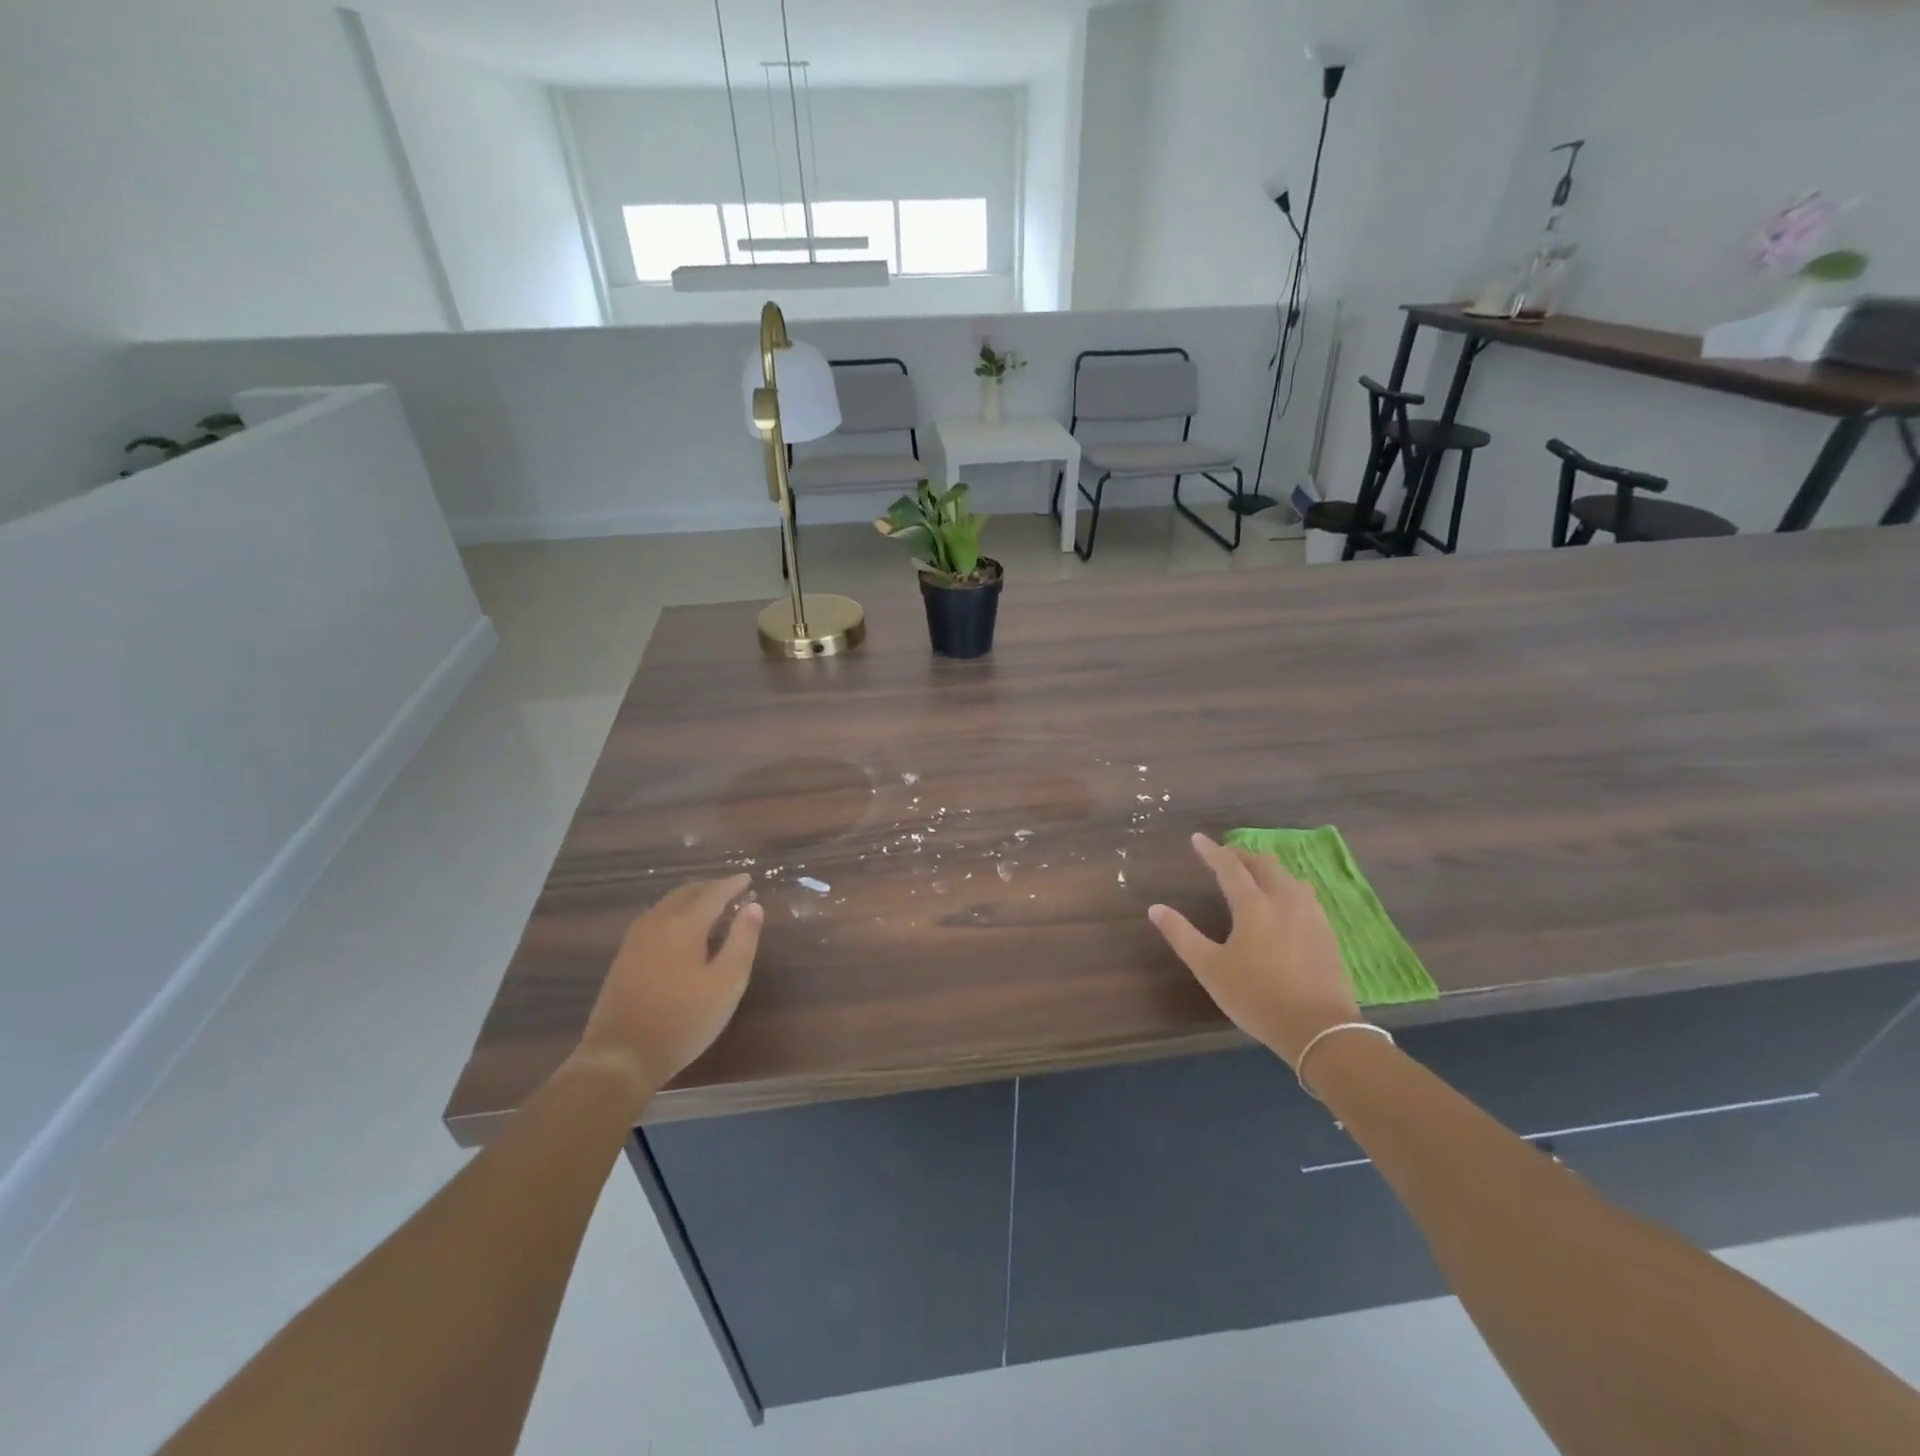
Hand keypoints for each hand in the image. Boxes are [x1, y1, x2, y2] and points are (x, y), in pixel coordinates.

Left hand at [577, 875, 762, 1091]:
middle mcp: (657, 923)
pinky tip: (678, 928)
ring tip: (708, 904)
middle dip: (709, 887)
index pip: (712, 894)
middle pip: (685, 893)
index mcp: (684, 925)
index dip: (731, 885)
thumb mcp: (727, 983)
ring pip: (666, 904)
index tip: (747, 879)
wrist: (621, 1057)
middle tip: (730, 889)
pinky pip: (653, 919)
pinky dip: (673, 912)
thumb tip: (754, 906)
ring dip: (689, 898)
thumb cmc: (683, 1020)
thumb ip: (743, 941)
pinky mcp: (623, 958)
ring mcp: (635, 940)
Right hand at [1149, 834, 1360, 1067]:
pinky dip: (1287, 887)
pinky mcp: (1327, 933)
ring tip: (1255, 873)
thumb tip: (1155, 908)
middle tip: (1225, 855)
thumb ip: (1182, 935)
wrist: (1320, 1029)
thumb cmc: (1257, 996)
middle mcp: (1284, 901)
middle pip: (1263, 865)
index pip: (1230, 867)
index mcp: (1253, 905)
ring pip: (1288, 878)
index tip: (1197, 839)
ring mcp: (1311, 916)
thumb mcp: (1210, 968)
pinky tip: (1286, 902)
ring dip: (1268, 869)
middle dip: (1242, 855)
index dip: (1212, 851)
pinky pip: (1305, 895)